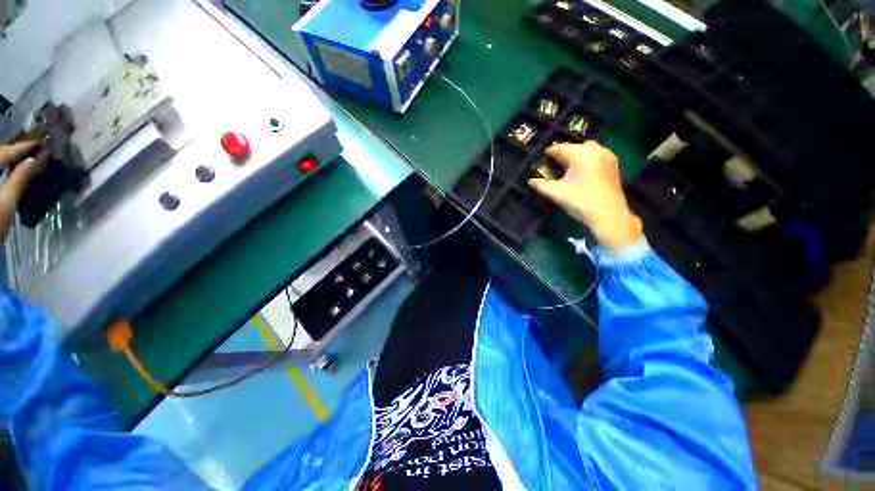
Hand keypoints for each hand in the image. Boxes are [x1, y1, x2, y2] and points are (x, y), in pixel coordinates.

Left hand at [0, 140, 48, 240]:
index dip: (21, 147)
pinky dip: (2, 167)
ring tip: (22, 157)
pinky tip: (9, 168)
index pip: (4, 153)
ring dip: (6, 158)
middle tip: (31, 148)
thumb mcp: (6, 205)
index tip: (39, 143)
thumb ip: (18, 181)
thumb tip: (34, 161)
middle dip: (12, 151)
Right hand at [529, 141, 642, 249]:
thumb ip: (541, 185)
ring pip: (586, 149)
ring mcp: (606, 155)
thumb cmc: (581, 202)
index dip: (548, 154)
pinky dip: (586, 158)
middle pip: (573, 147)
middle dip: (561, 155)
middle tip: (552, 167)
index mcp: (580, 154)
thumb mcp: (557, 194)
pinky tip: (581, 171)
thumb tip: (530, 181)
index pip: (559, 148)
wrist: (609, 215)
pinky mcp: (613, 163)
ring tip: (567, 168)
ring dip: (575, 155)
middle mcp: (595, 150)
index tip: (541, 162)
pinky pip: (596, 154)